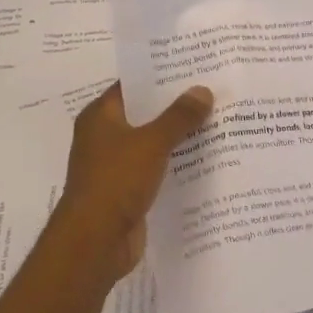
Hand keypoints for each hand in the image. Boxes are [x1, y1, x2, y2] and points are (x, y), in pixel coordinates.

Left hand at [40, 83, 213, 296]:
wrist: (94, 243)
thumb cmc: (116, 182)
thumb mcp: (151, 143)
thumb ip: (179, 117)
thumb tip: (202, 90)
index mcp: (100, 117)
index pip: (132, 86)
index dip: (161, 76)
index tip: (193, 68)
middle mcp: (104, 138)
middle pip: (145, 114)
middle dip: (176, 106)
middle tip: (213, 92)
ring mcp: (115, 166)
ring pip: (152, 143)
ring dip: (179, 137)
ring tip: (218, 122)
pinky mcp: (127, 192)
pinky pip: (156, 169)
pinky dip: (176, 164)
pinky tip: (206, 159)